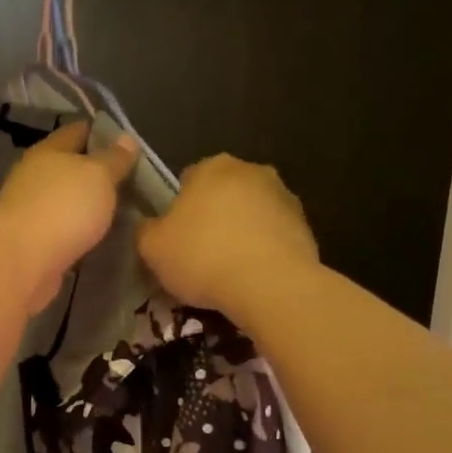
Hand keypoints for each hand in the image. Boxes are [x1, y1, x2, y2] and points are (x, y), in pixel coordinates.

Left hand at [0, 121, 138, 313]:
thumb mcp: (98, 175)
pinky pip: (63, 230)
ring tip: (120, 210)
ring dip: (87, 205)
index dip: (101, 133)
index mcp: (48, 151)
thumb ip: (114, 159)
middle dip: (96, 172)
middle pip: (69, 167)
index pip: (76, 132)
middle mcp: (35, 177)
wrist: (20, 261)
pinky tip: (98, 237)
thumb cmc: (62, 207)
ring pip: (66, 201)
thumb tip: (127, 139)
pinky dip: (78, 231)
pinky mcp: (33, 243)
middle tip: (131, 180)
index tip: (127, 141)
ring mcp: (31, 211)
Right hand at [137, 155, 318, 316]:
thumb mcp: (152, 248)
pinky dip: (264, 250)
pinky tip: (254, 277)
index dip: (178, 210)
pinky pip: (274, 236)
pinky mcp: (306, 226)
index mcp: (212, 166)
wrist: (270, 286)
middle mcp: (251, 170)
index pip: (187, 180)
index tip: (175, 238)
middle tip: (200, 254)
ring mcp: (284, 196)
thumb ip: (146, 230)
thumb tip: (150, 226)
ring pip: (251, 213)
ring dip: (241, 232)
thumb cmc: (203, 257)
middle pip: (222, 193)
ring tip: (229, 270)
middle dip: (213, 217)